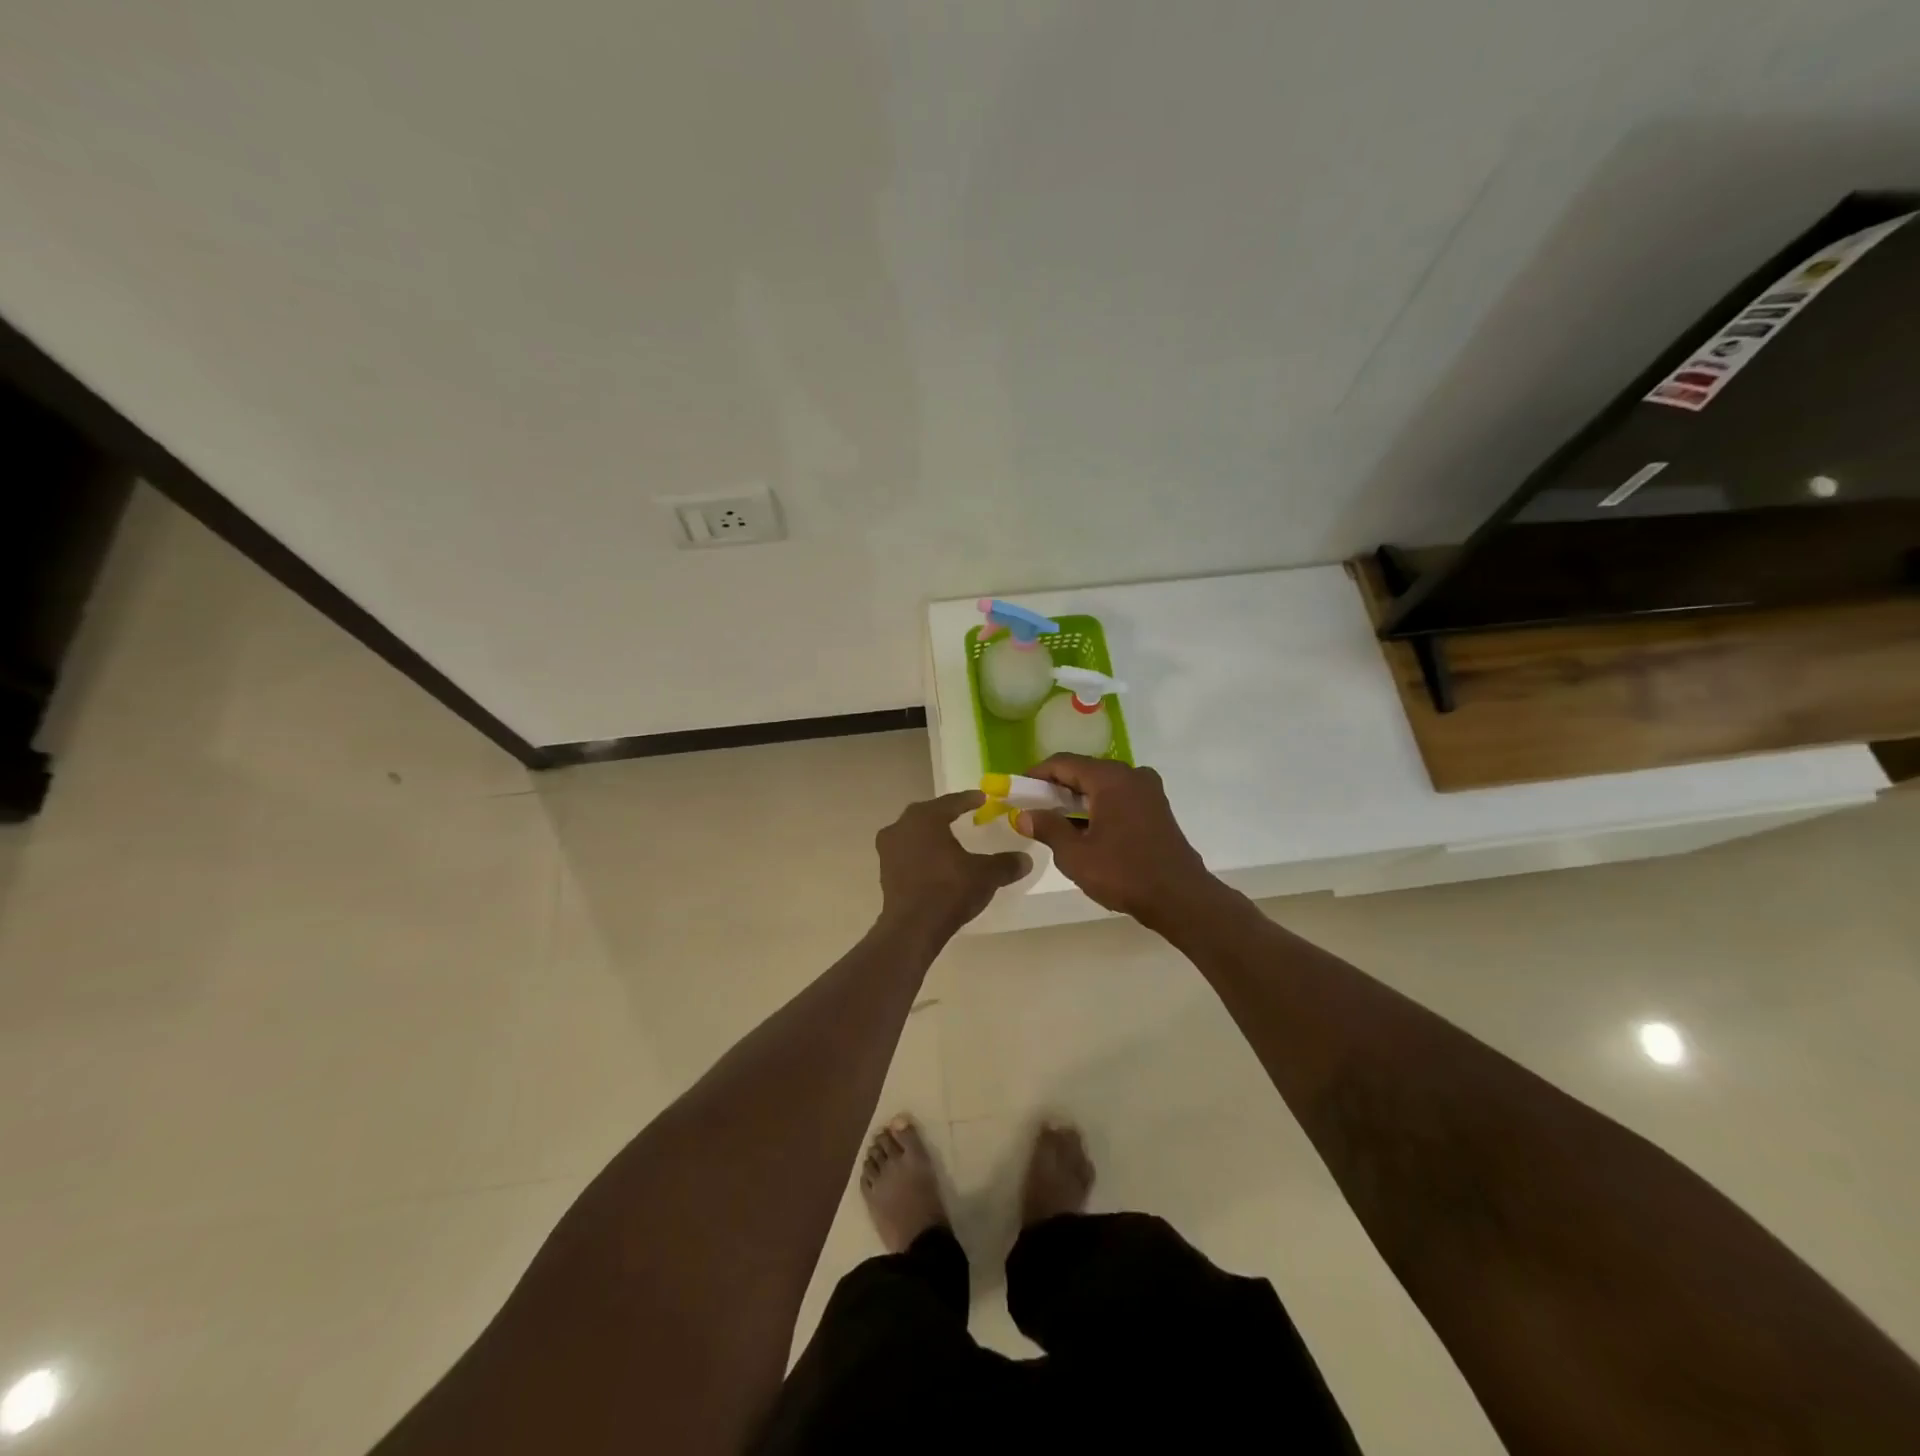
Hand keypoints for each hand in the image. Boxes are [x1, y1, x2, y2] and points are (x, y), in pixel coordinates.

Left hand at [876, 790, 1030, 935]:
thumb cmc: (949, 890)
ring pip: (913, 833)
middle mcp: (902, 826)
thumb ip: (1005, 864)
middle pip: (927, 814)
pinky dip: (920, 852)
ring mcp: (888, 849)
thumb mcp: (985, 875)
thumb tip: (1025, 860)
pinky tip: (934, 862)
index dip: (969, 799)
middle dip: (945, 813)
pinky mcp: (884, 871)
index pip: (951, 802)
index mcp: (925, 818)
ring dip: (929, 834)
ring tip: (947, 838)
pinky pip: (906, 852)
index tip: (982, 798)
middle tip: (963, 814)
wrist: (912, 928)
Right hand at [1015, 756, 1215, 926]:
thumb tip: (1025, 815)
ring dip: (1077, 799)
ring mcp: (1148, 790)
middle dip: (1056, 788)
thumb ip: (1048, 828)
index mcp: (1110, 778)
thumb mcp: (1075, 854)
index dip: (1036, 774)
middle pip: (1084, 771)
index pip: (1063, 763)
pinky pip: (1119, 797)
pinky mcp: (1157, 807)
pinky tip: (1085, 829)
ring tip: (1055, 822)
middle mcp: (1131, 775)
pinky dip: (1098, 806)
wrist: (1180, 898)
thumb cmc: (1124, 873)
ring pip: (1102, 785)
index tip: (1017, 790)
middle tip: (1033, 808)